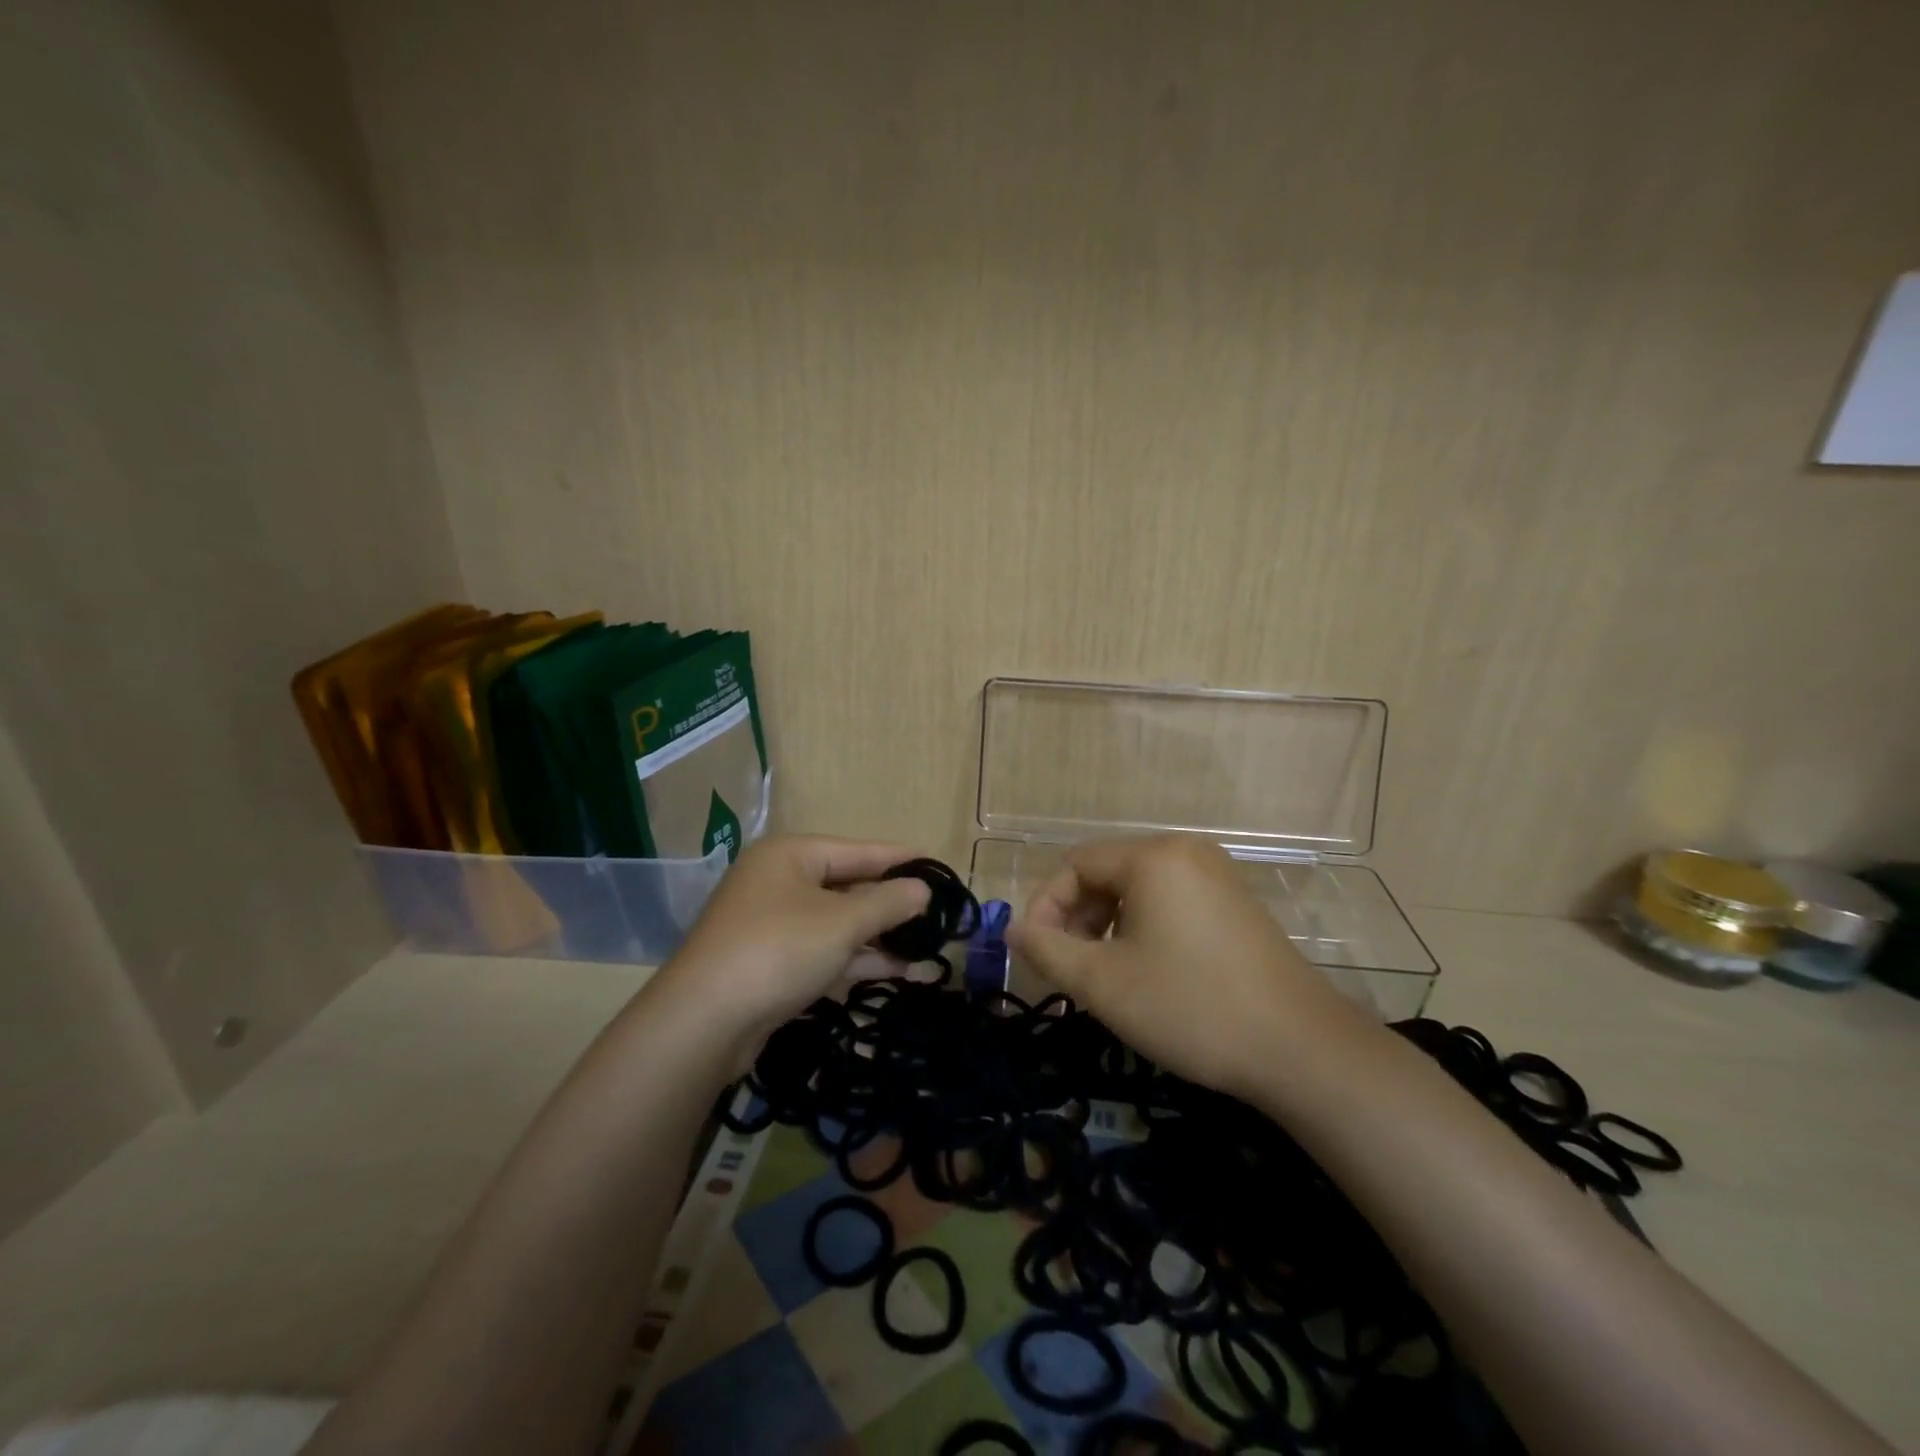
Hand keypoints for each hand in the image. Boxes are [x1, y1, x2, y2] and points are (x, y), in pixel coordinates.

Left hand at [654, 835, 930, 1064]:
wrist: (703, 1022)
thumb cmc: (779, 950)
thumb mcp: (842, 923)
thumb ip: (888, 903)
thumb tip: (922, 889)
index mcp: (792, 855)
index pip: (859, 850)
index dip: (901, 859)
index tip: (938, 865)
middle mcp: (780, 882)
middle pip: (848, 885)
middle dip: (892, 904)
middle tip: (937, 913)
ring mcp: (773, 924)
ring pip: (838, 923)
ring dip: (880, 937)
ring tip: (928, 948)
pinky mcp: (772, 963)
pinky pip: (824, 950)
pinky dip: (857, 959)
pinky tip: (898, 972)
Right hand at [1008, 835, 1361, 1097]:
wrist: (1300, 1049)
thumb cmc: (1190, 1007)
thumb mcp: (1102, 982)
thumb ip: (1045, 949)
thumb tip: (1012, 929)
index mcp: (1152, 857)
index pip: (1074, 865)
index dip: (1045, 908)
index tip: (1035, 956)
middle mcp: (1185, 851)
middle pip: (1106, 873)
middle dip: (1076, 919)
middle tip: (1069, 969)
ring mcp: (1216, 875)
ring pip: (1137, 889)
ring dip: (1107, 926)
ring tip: (1104, 975)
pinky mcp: (1235, 902)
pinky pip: (1169, 901)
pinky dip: (1143, 928)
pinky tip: (1146, 971)